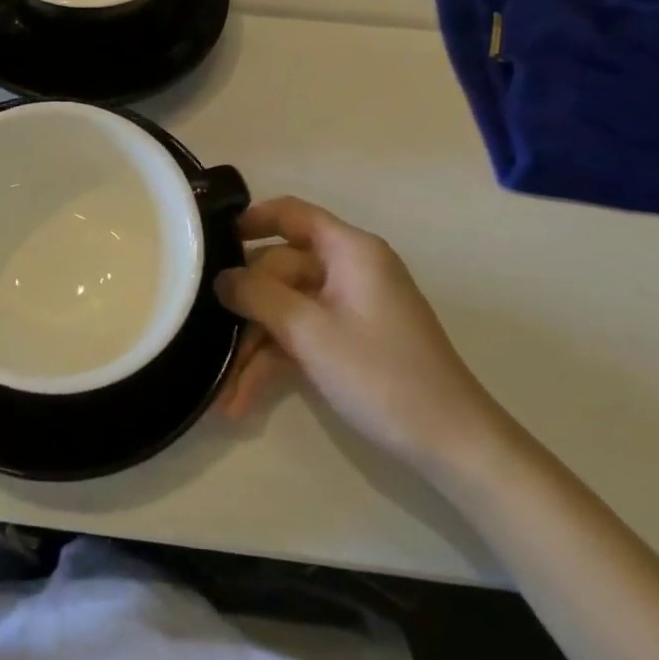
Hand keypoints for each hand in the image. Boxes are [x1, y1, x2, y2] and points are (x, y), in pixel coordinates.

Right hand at [213, 197, 503, 473]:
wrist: (453, 445)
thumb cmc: (382, 375)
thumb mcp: (310, 332)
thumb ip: (258, 296)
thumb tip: (220, 278)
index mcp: (350, 251)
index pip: (291, 214)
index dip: (250, 220)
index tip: (208, 241)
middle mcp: (349, 270)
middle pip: (279, 270)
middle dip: (244, 310)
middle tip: (206, 338)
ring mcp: (349, 307)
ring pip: (285, 310)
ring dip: (253, 348)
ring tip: (223, 394)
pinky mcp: (348, 340)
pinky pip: (301, 337)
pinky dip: (274, 363)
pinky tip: (242, 401)